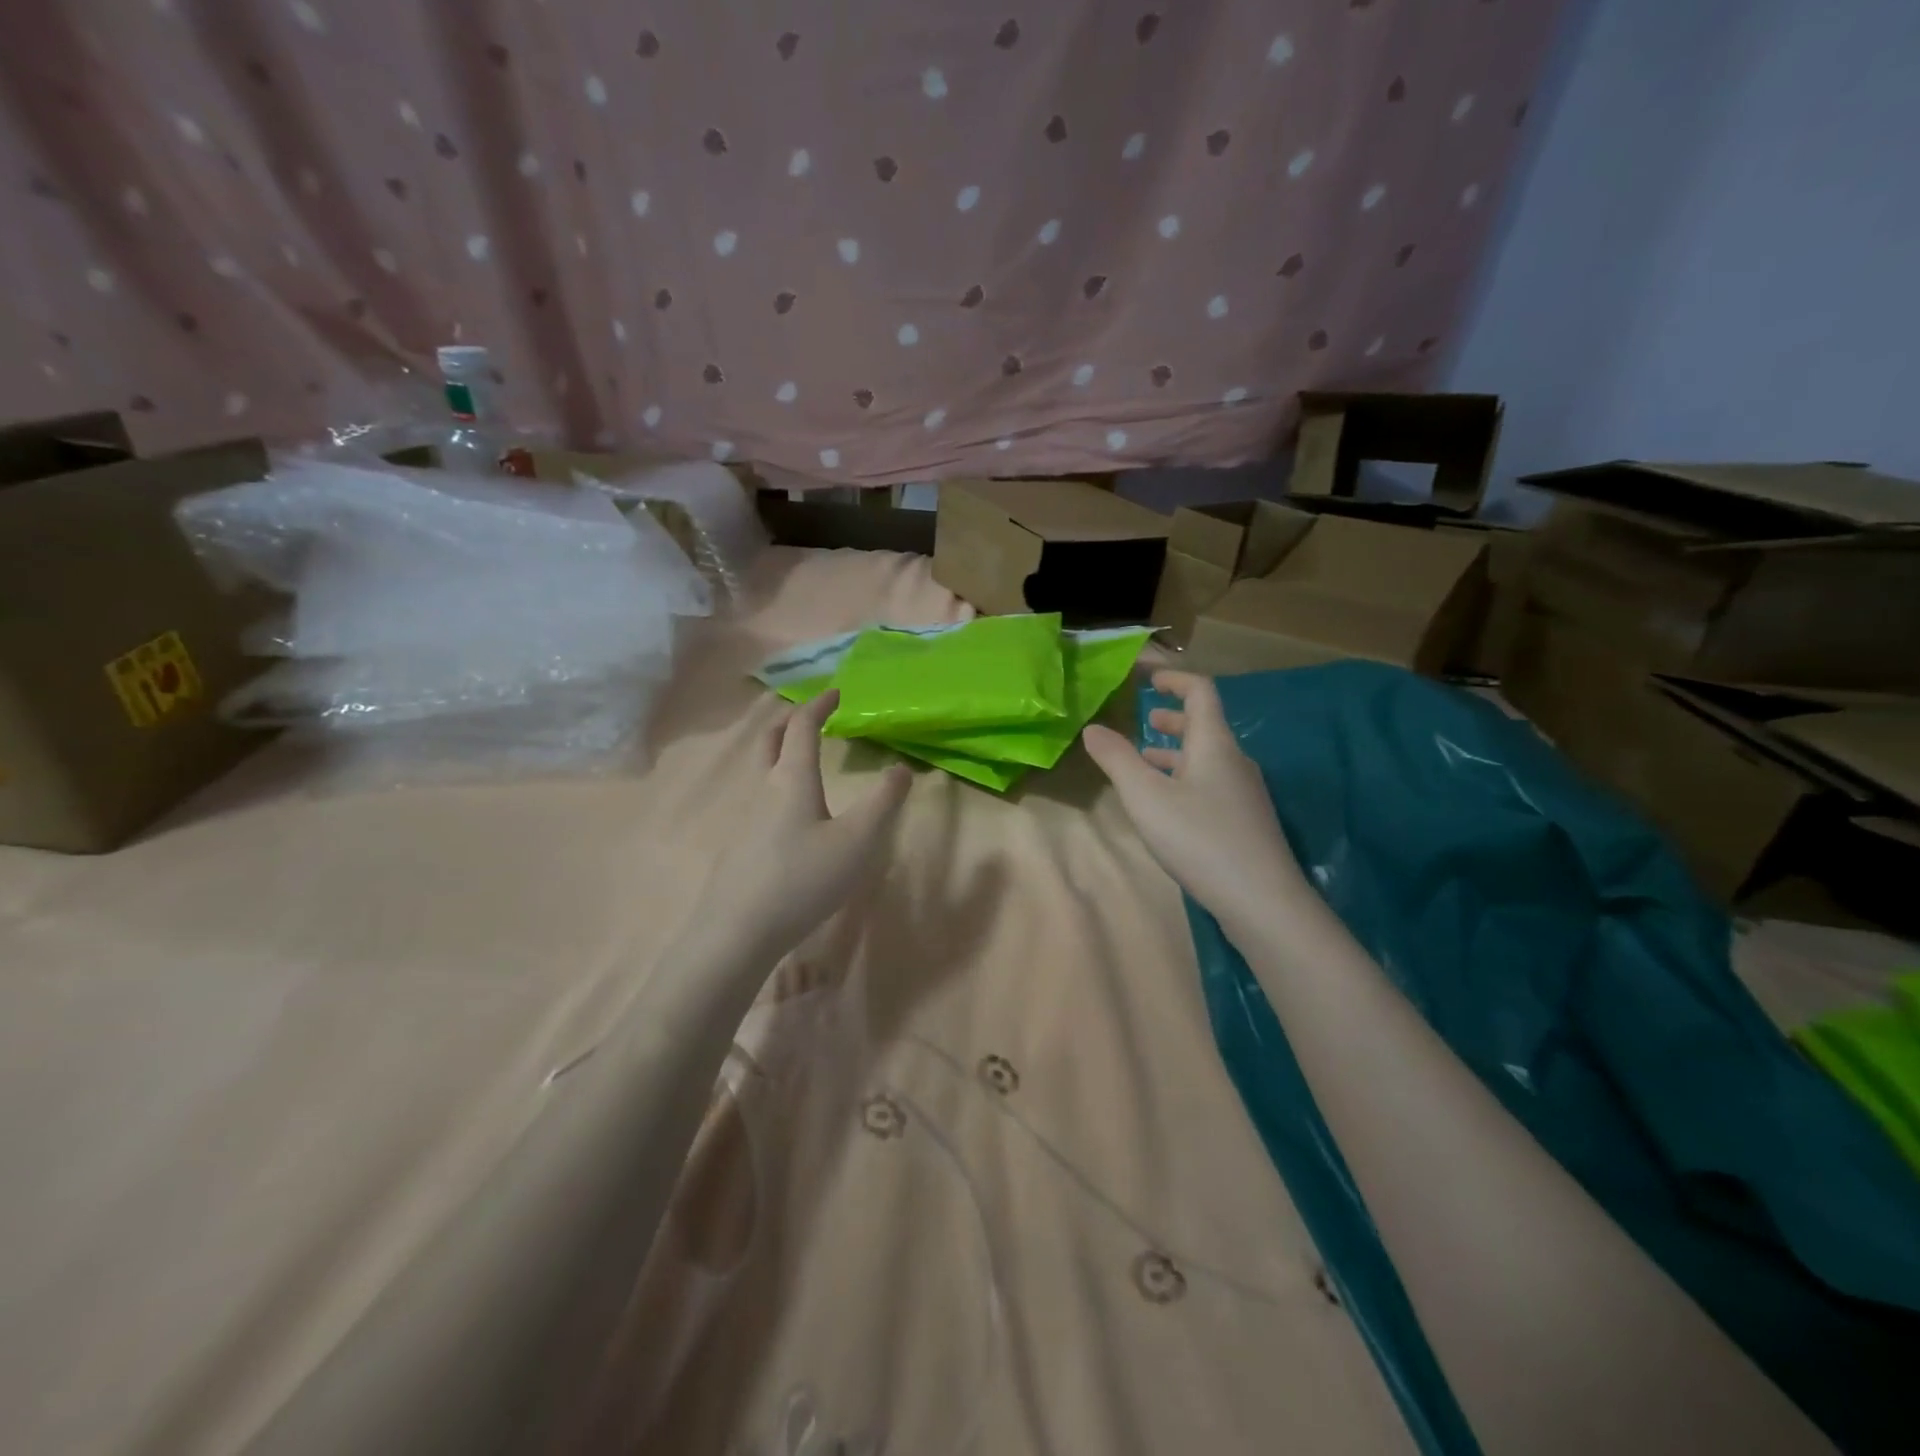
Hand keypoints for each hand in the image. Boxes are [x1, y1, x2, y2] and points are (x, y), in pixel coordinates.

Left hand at [703, 690, 912, 963]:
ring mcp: (747, 817)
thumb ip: (883, 802)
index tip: (836, 692)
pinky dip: (779, 782)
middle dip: (792, 721)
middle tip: (812, 716)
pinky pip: (762, 797)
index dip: (819, 705)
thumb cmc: (803, 878)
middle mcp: (764, 789)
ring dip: (783, 751)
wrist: (738, 930)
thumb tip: (901, 768)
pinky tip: (792, 811)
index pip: (802, 727)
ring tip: (805, 757)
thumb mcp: (857, 841)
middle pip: (771, 740)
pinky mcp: (741, 844)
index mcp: (792, 778)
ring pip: (763, 770)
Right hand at [1082, 670, 1308, 933]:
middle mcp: (1234, 761)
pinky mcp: (1245, 822)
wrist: (1262, 900)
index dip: (1175, 679)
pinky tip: (1168, 805)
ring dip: (1176, 753)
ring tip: (1146, 760)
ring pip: (1207, 759)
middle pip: (1205, 726)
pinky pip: (1211, 784)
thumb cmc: (1200, 838)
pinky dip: (1185, 779)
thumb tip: (1093, 728)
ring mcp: (1244, 793)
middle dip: (1174, 718)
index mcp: (1214, 744)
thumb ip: (1117, 759)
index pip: (1200, 692)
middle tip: (1147, 718)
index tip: (1149, 678)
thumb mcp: (1146, 797)